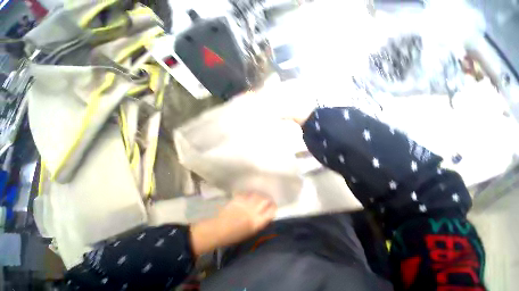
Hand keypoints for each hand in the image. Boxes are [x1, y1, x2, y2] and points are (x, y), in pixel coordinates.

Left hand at [216, 193, 276, 244]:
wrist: (219, 230)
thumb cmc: (235, 235)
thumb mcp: (251, 232)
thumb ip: (260, 222)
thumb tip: (266, 214)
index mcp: (257, 222)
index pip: (271, 212)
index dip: (274, 208)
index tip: (274, 207)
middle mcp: (253, 211)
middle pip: (265, 200)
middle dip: (268, 200)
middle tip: (268, 200)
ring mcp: (245, 203)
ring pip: (257, 195)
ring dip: (259, 196)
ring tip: (259, 197)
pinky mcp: (238, 199)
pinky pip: (247, 193)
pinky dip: (250, 194)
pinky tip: (250, 196)